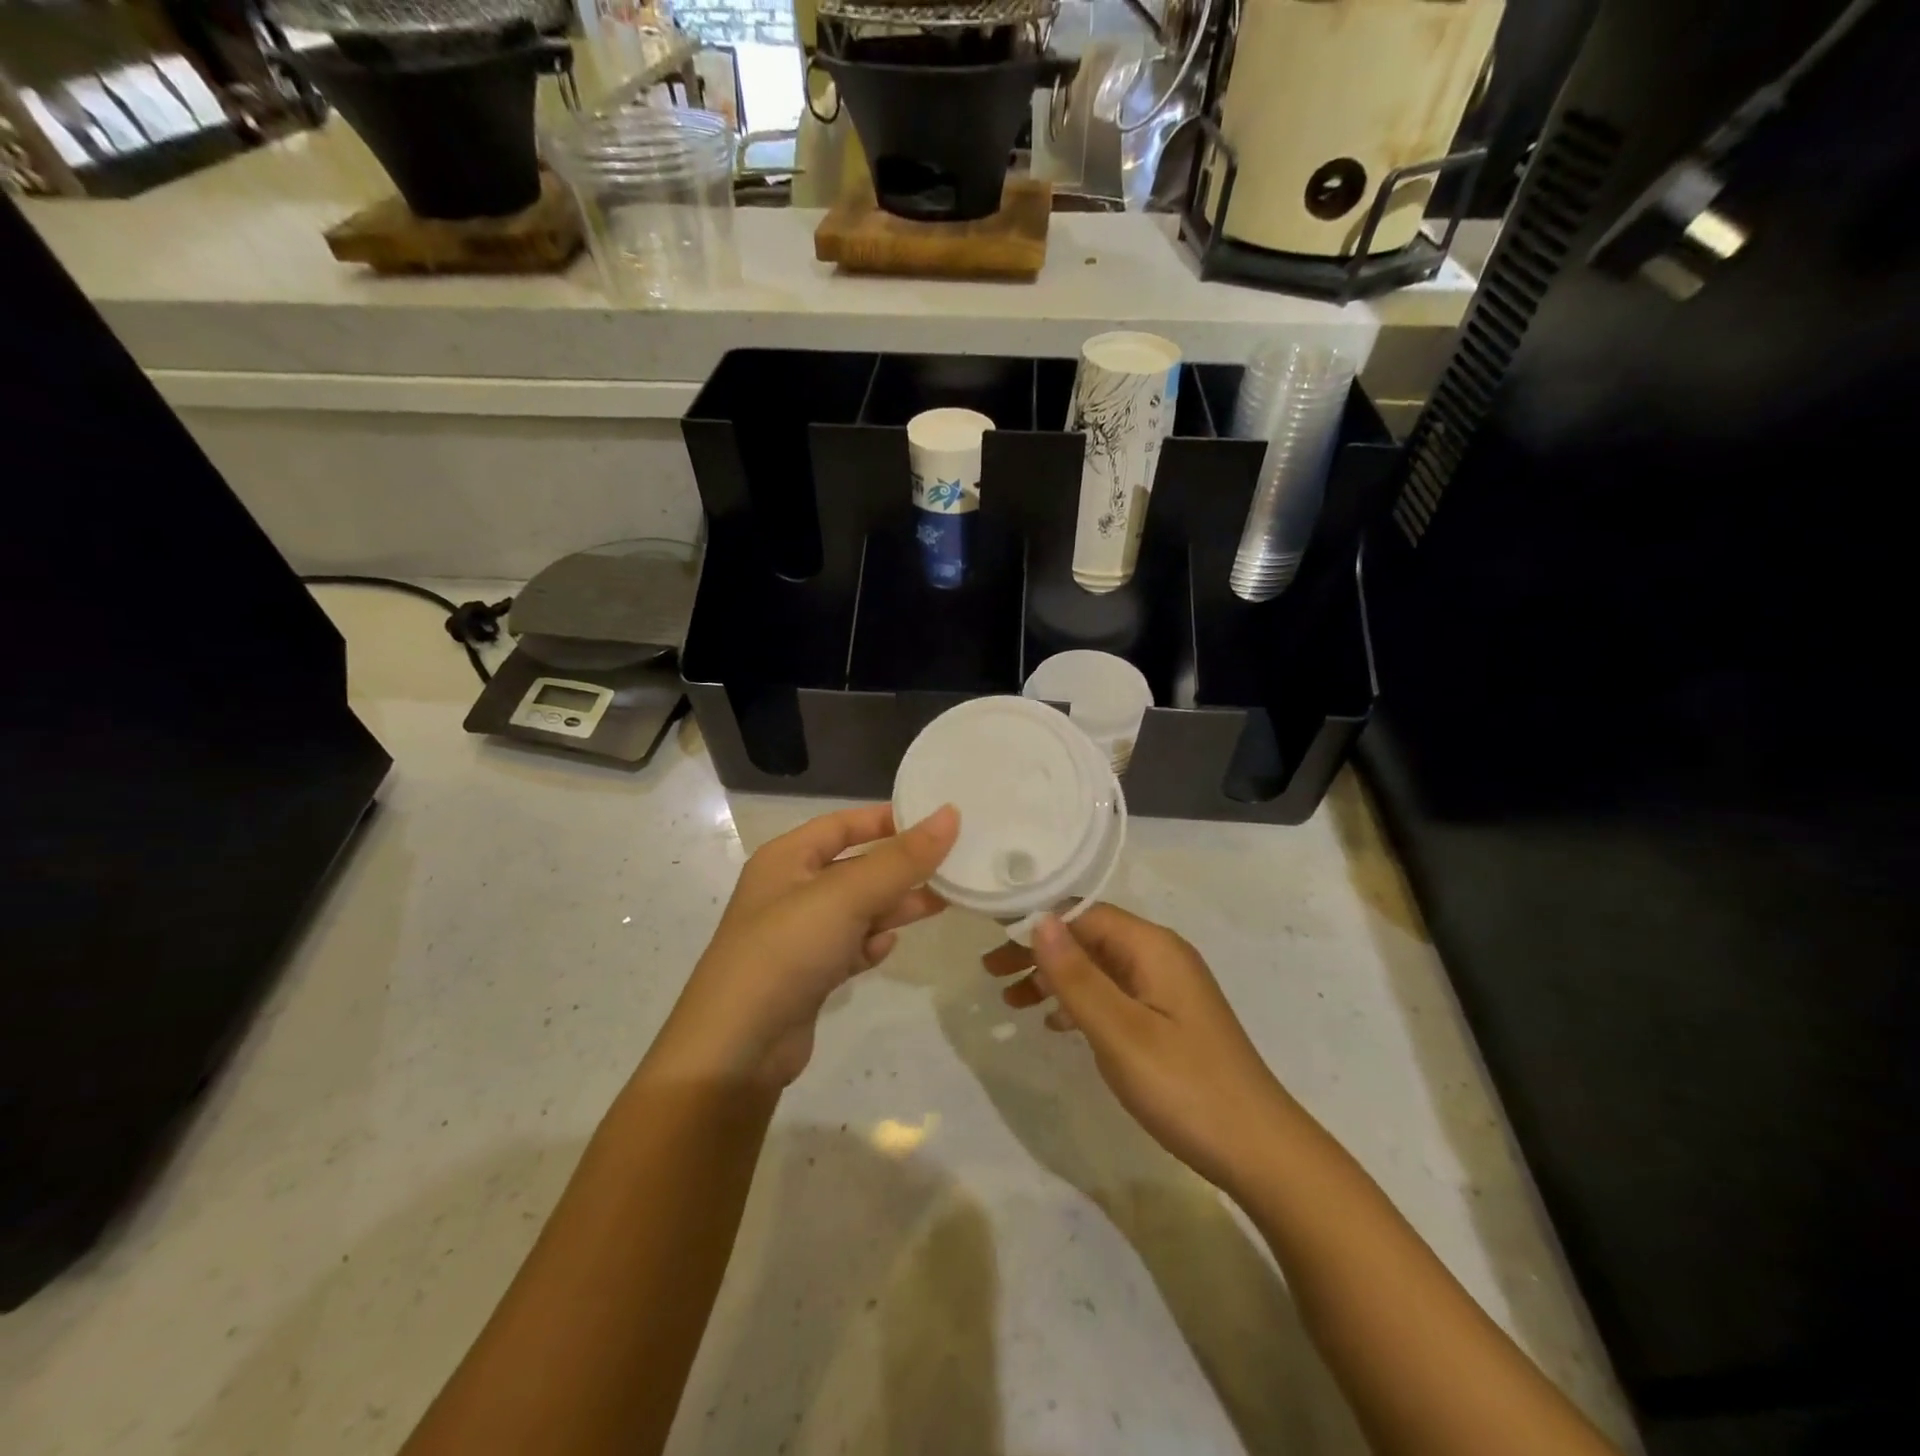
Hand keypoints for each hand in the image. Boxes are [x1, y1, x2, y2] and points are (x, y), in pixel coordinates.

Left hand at [653, 804, 958, 1085]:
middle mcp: (789, 891)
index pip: (841, 824)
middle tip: (950, 866)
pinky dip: (870, 944)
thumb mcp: (847, 895)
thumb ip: (901, 858)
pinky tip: (887, 948)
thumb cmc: (788, 950)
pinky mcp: (807, 976)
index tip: (933, 820)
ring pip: (856, 910)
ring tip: (939, 903)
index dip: (885, 819)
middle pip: (854, 868)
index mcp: (786, 859)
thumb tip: (950, 814)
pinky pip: (848, 947)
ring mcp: (797, 937)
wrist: (738, 1048)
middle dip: (899, 868)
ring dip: (893, 906)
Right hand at [983, 904, 1293, 1192]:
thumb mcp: (1120, 1032)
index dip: (1035, 921)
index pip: (1083, 913)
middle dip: (1039, 950)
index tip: (990, 938)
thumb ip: (1077, 976)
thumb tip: (1038, 919)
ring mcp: (1166, 988)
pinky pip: (1114, 994)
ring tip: (1011, 999)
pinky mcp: (1168, 1018)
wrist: (1260, 1151)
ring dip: (1055, 977)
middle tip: (991, 973)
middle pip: (1088, 937)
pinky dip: (1079, 1002)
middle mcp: (1160, 956)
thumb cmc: (1184, 1086)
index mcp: (1152, 947)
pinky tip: (1055, 1024)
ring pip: (1098, 967)